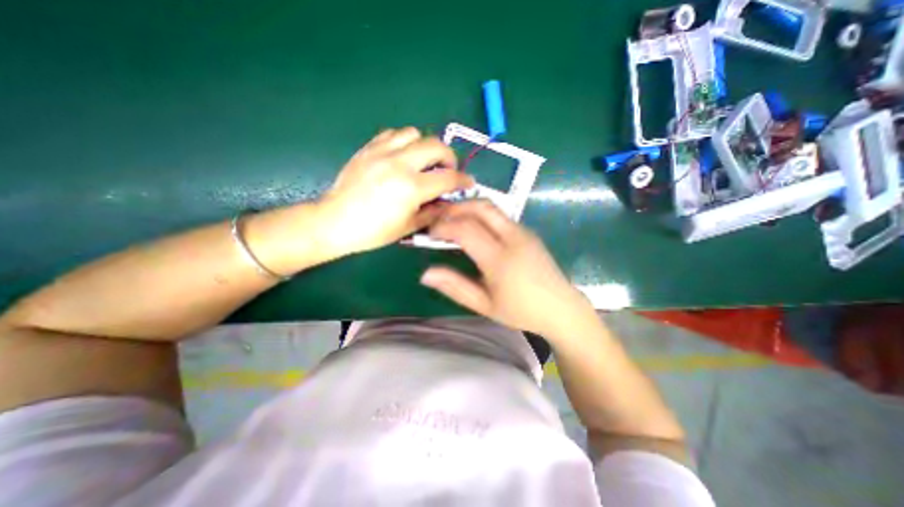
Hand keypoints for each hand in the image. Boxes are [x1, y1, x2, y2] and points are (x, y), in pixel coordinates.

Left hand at [318, 125, 473, 253]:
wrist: (335, 221)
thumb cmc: (373, 231)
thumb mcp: (409, 226)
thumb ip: (433, 212)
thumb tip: (448, 203)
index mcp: (411, 187)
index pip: (448, 178)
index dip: (463, 181)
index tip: (468, 183)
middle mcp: (400, 163)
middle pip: (436, 146)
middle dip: (449, 158)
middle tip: (447, 171)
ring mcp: (382, 152)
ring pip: (414, 133)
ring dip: (425, 146)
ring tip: (423, 162)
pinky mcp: (368, 148)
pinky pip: (393, 134)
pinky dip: (404, 142)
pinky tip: (402, 156)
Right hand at [422, 200, 598, 337]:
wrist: (560, 308)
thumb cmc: (521, 310)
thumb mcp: (484, 305)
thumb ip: (455, 287)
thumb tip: (426, 274)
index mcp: (500, 259)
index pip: (465, 230)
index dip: (443, 227)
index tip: (429, 233)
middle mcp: (513, 238)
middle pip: (480, 207)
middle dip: (455, 208)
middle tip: (438, 219)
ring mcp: (523, 231)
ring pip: (491, 207)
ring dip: (468, 207)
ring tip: (452, 220)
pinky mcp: (528, 232)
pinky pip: (500, 215)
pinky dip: (480, 214)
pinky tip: (473, 227)